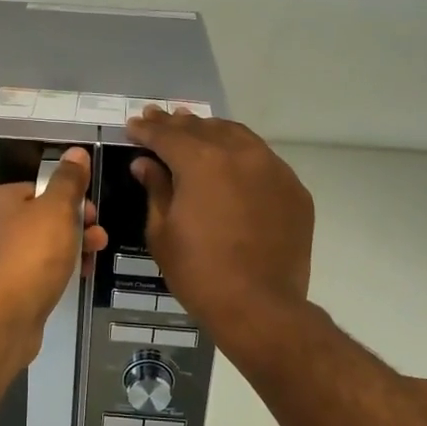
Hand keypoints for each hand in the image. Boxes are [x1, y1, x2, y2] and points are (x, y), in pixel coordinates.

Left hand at [0, 147, 107, 327]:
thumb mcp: (57, 209)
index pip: (38, 188)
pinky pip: (36, 271)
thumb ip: (69, 181)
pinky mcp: (4, 289)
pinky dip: (57, 271)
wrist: (4, 317)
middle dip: (76, 225)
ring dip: (72, 248)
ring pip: (41, 246)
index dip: (69, 197)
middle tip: (98, 237)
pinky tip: (76, 278)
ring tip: (94, 260)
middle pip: (41, 217)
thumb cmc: (31, 254)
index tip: (93, 212)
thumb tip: (76, 152)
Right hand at [125, 108, 313, 338]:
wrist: (260, 307)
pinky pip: (263, 160)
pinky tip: (232, 164)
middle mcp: (240, 153)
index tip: (133, 125)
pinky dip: (241, 155)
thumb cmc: (199, 272)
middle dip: (176, 124)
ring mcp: (273, 169)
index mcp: (201, 161)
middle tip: (159, 118)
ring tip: (195, 131)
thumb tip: (145, 163)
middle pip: (203, 128)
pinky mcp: (294, 189)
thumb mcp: (163, 232)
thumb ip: (156, 189)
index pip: (167, 135)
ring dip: (211, 132)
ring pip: (237, 136)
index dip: (146, 129)